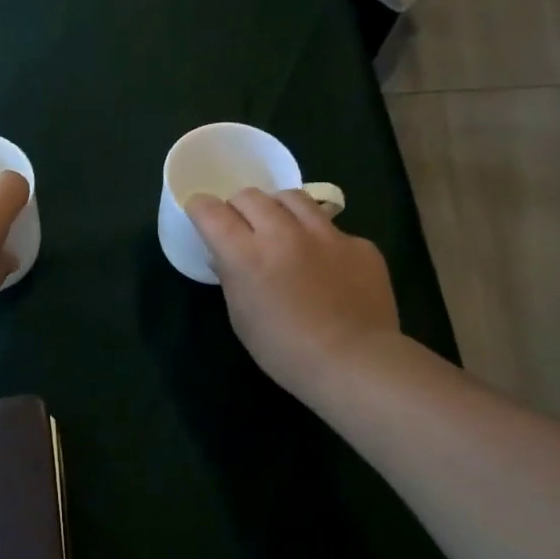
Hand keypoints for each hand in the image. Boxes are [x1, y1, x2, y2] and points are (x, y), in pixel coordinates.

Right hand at [185, 188, 399, 397]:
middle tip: (242, 228)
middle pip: (250, 196)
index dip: (200, 209)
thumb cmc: (284, 350)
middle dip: (238, 207)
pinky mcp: (359, 244)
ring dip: (278, 209)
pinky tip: (325, 263)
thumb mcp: (241, 316)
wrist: (355, 362)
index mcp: (246, 254)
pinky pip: (331, 228)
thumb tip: (226, 257)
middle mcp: (283, 233)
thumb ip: (231, 277)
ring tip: (281, 228)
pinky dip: (319, 238)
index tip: (200, 215)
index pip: (210, 211)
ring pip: (292, 198)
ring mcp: (326, 234)